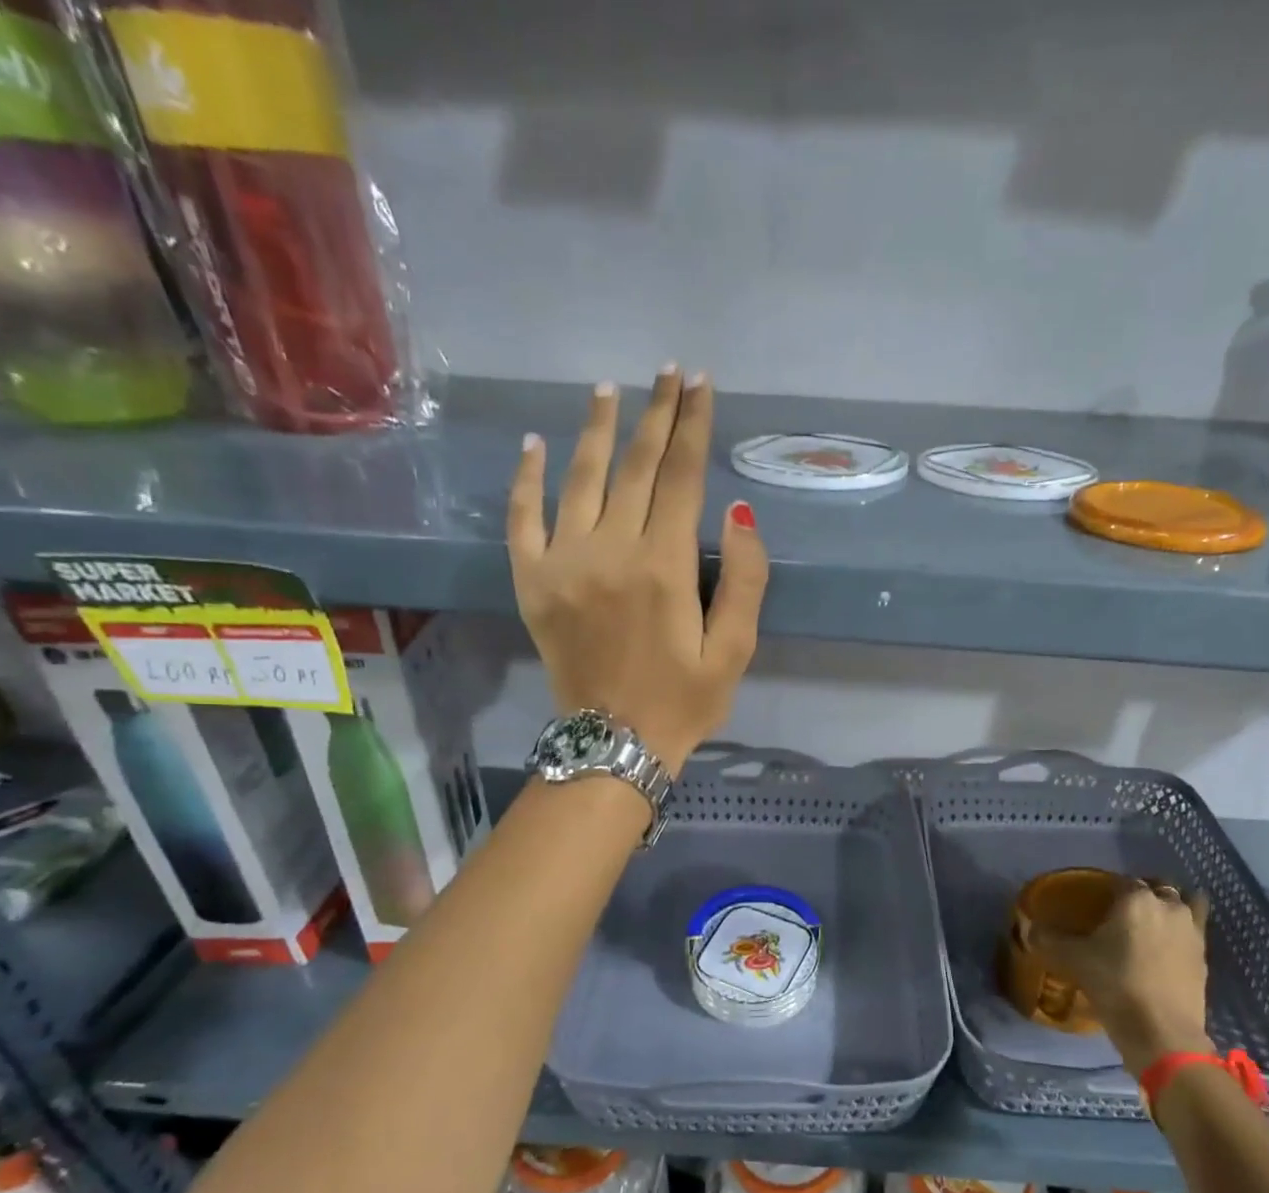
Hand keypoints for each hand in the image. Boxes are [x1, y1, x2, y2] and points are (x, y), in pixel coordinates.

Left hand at [508, 368, 767, 772]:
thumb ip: (745, 581)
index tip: (701, 385)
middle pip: (636, 467)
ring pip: (580, 479)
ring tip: (611, 390)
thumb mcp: (734, 651)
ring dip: (597, 429)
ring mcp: (563, 563)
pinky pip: (523, 519)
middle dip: (657, 414)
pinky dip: (527, 479)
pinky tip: (535, 444)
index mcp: (664, 567)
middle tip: (669, 371)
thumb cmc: (684, 701)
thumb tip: (739, 513)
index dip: (694, 427)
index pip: (683, 479)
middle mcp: (611, 551)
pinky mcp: (532, 582)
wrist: (614, 746)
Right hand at [1023, 877, 1214, 1074]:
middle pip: (1159, 887)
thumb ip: (1048, 939)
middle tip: (1122, 913)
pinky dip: (1181, 934)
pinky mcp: (1205, 958)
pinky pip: (1194, 932)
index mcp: (1137, 898)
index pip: (1121, 880)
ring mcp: (1193, 931)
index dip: (1107, 888)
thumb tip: (1028, 927)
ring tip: (1152, 926)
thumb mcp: (1073, 960)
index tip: (1095, 903)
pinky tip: (1165, 952)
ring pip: (1187, 904)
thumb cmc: (1115, 984)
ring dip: (1171, 908)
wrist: (1162, 1032)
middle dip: (1143, 893)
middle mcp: (1169, 906)